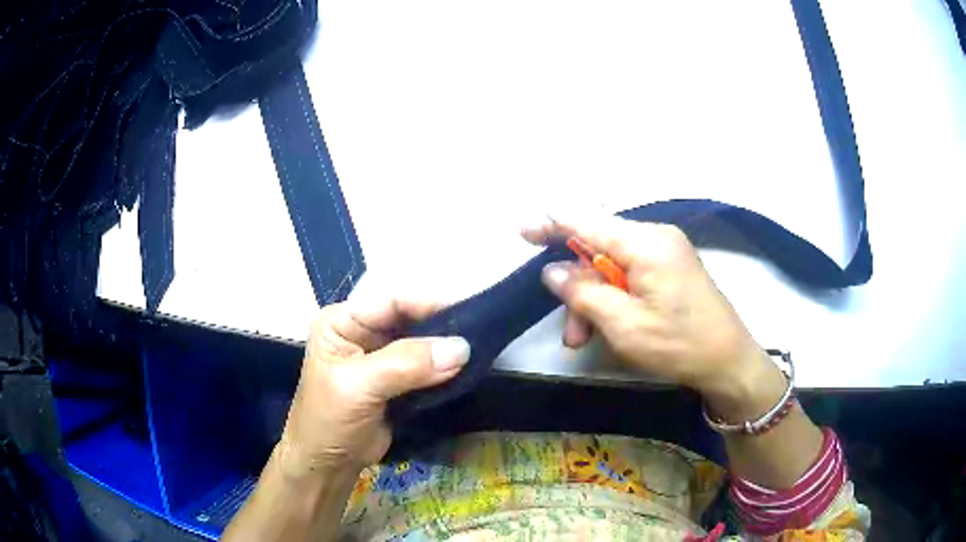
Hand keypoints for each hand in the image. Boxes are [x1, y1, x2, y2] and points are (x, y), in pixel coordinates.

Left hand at [278, 298, 469, 476]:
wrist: (327, 465)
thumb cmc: (329, 421)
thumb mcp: (359, 388)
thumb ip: (406, 364)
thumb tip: (461, 348)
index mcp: (342, 322)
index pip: (391, 301)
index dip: (428, 304)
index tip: (467, 315)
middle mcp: (362, 332)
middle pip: (409, 318)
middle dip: (442, 327)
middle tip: (480, 335)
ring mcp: (380, 356)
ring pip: (421, 341)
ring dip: (446, 348)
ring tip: (480, 350)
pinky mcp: (397, 379)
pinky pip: (426, 365)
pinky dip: (445, 368)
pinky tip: (467, 368)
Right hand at [522, 215, 774, 407]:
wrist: (729, 361)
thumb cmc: (679, 345)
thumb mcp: (624, 325)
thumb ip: (583, 293)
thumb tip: (552, 270)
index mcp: (646, 242)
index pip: (587, 221)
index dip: (552, 224)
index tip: (522, 231)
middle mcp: (656, 237)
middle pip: (599, 250)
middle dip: (579, 289)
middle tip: (571, 333)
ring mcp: (666, 252)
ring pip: (613, 266)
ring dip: (595, 301)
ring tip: (587, 340)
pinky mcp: (671, 268)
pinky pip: (631, 274)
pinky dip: (614, 299)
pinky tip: (610, 327)